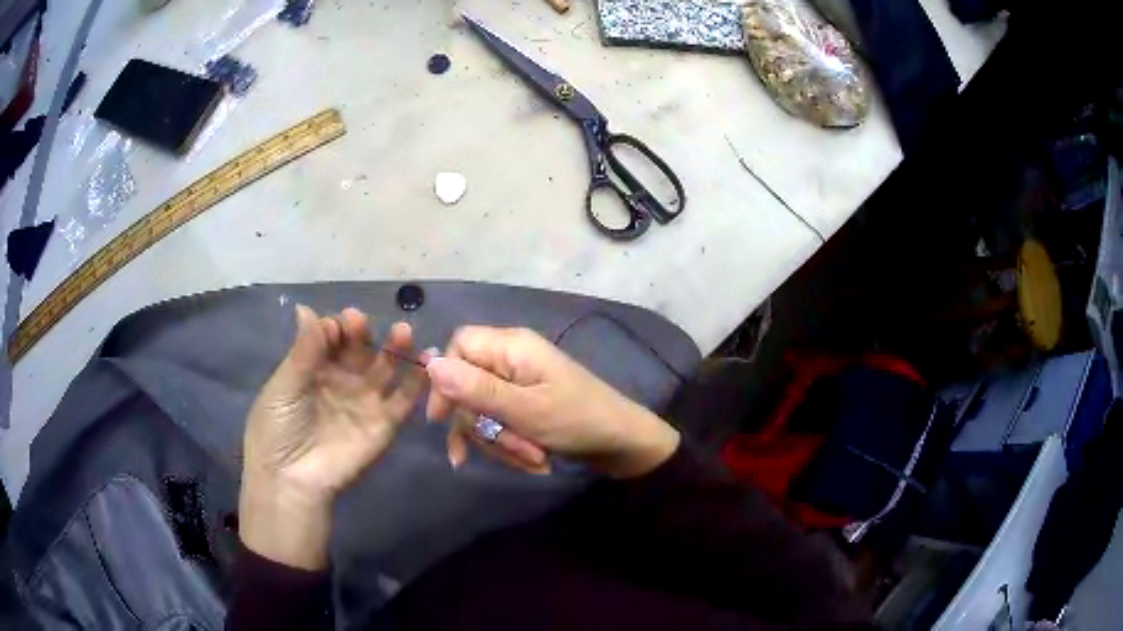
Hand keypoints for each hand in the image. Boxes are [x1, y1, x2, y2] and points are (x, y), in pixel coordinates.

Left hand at [239, 305, 425, 568]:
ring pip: (385, 367)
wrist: (292, 479)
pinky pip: (405, 398)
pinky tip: (428, 358)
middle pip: (359, 348)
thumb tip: (306, 307)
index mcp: (314, 369)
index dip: (336, 327)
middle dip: (362, 332)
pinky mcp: (384, 424)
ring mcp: (365, 401)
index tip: (337, 324)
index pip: (332, 337)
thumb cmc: (278, 429)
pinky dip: (419, 379)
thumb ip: (303, 350)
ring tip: (402, 332)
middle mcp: (342, 380)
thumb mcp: (284, 385)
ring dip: (395, 347)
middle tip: (361, 323)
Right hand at [425, 326, 679, 477]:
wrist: (623, 443)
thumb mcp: (524, 410)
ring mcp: (520, 383)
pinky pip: (501, 422)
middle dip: (484, 425)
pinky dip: (512, 444)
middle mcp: (512, 358)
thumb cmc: (577, 421)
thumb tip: (429, 363)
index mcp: (512, 346)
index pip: (458, 346)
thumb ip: (475, 389)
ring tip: (533, 459)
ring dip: (501, 441)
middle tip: (511, 449)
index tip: (442, 417)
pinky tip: (532, 461)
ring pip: (483, 410)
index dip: (444, 379)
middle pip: (468, 385)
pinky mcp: (527, 404)